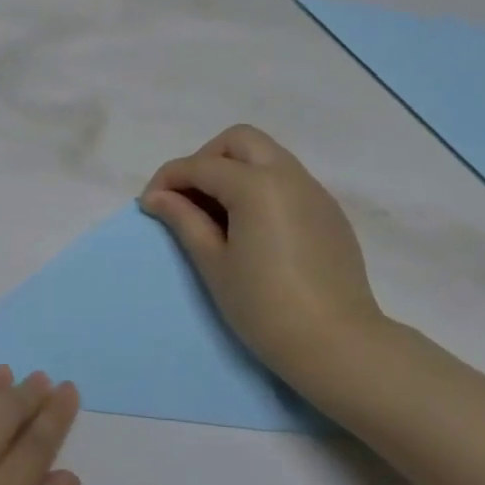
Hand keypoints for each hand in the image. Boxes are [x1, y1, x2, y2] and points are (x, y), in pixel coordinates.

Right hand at [140, 124, 383, 373]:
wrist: (335, 344)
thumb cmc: (263, 306)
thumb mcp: (214, 263)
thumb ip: (184, 220)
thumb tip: (157, 197)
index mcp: (257, 186)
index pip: (201, 165)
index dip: (168, 179)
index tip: (149, 205)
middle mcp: (289, 176)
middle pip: (239, 141)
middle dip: (206, 159)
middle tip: (188, 198)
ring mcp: (314, 192)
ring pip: (267, 156)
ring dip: (234, 170)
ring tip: (216, 214)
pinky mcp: (329, 212)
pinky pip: (287, 180)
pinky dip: (260, 187)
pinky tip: (251, 227)